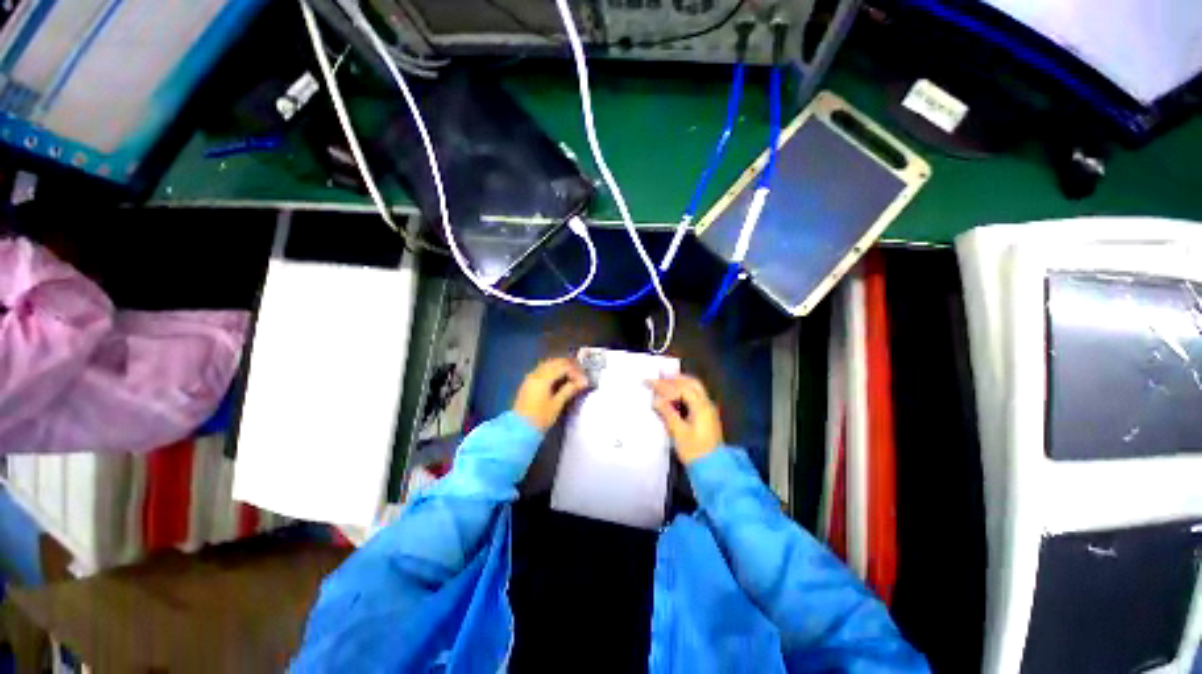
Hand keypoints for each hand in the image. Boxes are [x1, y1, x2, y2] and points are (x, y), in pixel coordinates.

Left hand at [513, 358, 589, 430]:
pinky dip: (552, 370)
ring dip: (561, 367)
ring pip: (548, 364)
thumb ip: (569, 390)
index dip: (576, 372)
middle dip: (569, 366)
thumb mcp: (557, 404)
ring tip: (571, 376)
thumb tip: (582, 382)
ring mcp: (530, 377)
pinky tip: (558, 378)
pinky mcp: (528, 382)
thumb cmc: (540, 418)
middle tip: (579, 376)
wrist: (519, 429)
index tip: (584, 382)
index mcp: (544, 378)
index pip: (564, 367)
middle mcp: (536, 373)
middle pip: (555, 362)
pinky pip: (542, 369)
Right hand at [650, 375, 723, 464]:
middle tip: (658, 377)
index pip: (680, 388)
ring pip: (695, 388)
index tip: (649, 382)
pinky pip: (696, 395)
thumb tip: (656, 400)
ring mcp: (708, 409)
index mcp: (700, 406)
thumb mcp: (678, 432)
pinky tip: (674, 395)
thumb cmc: (695, 451)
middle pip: (691, 383)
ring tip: (665, 382)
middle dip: (673, 378)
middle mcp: (706, 404)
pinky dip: (684, 390)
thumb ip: (667, 413)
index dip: (664, 384)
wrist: (713, 469)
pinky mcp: (707, 416)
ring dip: (680, 383)